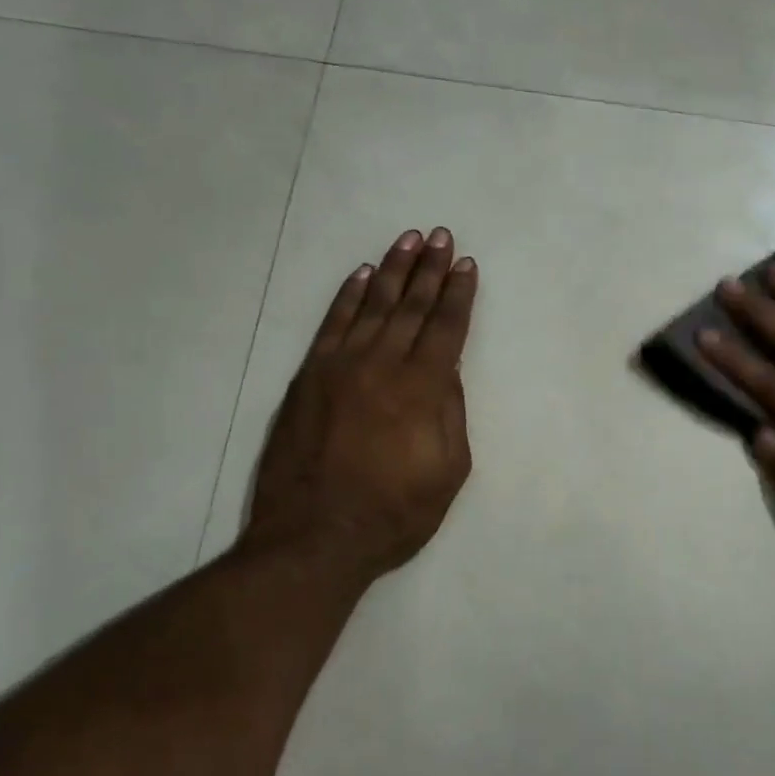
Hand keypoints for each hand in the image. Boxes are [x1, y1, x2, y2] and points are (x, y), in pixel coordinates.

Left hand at [241, 227, 477, 587]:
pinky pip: (332, 325)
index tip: (466, 265)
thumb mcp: (449, 470)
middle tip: (440, 235)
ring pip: (371, 305)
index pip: (446, 328)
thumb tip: (447, 370)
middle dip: (429, 269)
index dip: (459, 294)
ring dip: (392, 270)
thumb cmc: (394, 513)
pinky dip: (347, 296)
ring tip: (407, 240)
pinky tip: (361, 275)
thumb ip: (451, 412)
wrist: (313, 539)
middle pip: (411, 306)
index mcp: (422, 389)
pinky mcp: (308, 377)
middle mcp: (382, 365)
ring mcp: (340, 367)